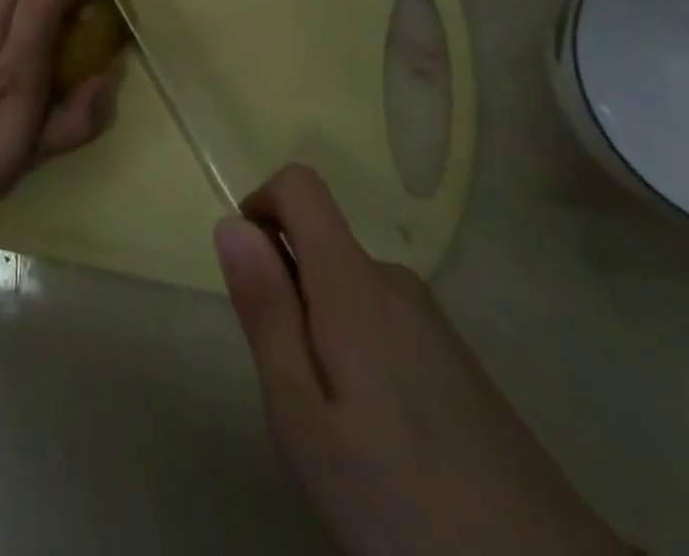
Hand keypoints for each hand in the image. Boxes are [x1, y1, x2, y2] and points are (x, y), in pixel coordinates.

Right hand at [217, 167, 627, 555]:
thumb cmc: (404, 503)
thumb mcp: (303, 416)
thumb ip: (266, 312)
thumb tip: (231, 223)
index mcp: (354, 283)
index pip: (300, 185)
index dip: (261, 207)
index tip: (253, 278)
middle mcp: (395, 283)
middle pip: (319, 242)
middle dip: (287, 293)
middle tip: (296, 389)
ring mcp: (432, 321)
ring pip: (347, 288)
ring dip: (320, 329)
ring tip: (339, 426)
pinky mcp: (456, 360)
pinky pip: (381, 321)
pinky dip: (357, 353)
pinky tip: (382, 440)